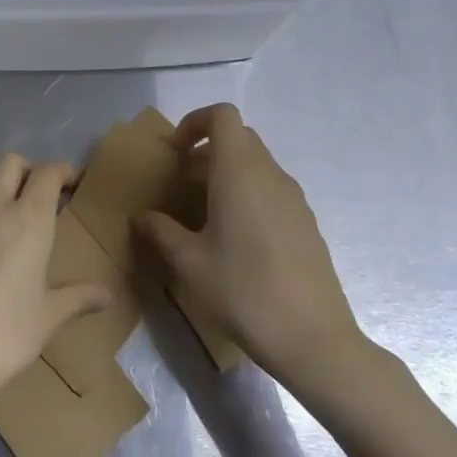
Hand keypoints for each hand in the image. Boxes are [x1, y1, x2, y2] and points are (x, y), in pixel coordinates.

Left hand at [0, 154, 110, 416]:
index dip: (62, 172)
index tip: (70, 183)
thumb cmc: (4, 338)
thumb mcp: (48, 319)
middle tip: (34, 196)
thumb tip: (108, 294)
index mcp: (29, 220)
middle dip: (26, 171)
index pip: (48, 174)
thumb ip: (78, 298)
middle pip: (9, 163)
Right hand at [134, 104, 366, 376]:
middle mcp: (270, 174)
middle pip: (239, 138)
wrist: (314, 340)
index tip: (176, 152)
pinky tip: (237, 240)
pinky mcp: (307, 223)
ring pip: (256, 165)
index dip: (195, 121)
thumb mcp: (189, 264)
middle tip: (183, 183)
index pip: (223, 116)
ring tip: (205, 214)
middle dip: (207, 150)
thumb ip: (161, 232)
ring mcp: (294, 198)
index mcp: (239, 172)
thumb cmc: (244, 292)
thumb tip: (141, 217)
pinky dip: (249, 195)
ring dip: (228, 174)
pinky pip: (272, 190)